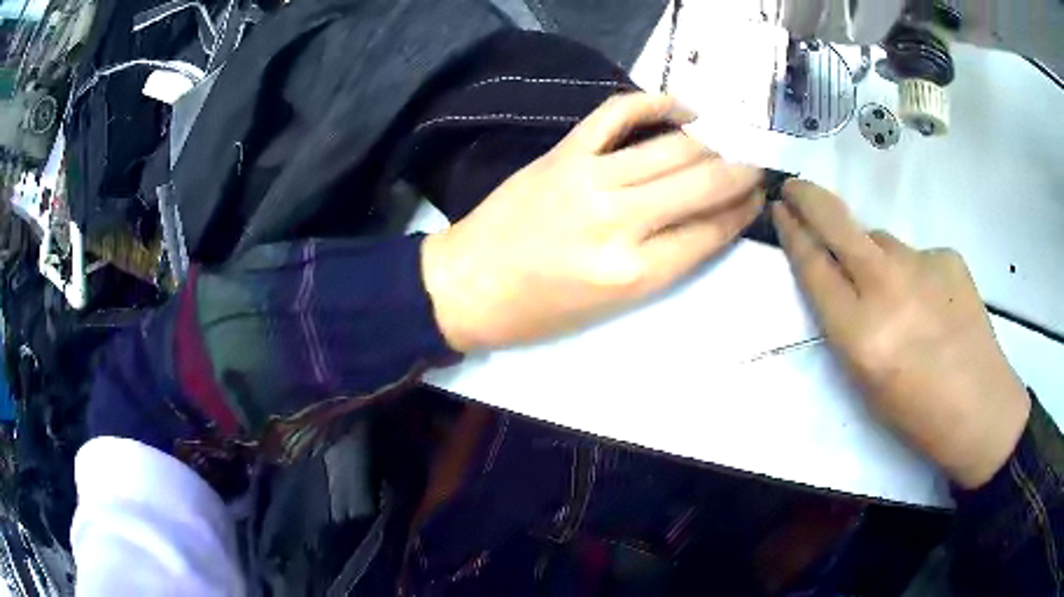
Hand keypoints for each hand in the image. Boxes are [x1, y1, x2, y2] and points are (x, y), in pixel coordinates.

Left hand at [422, 93, 763, 351]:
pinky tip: (683, 108)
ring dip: (712, 144)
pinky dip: (656, 103)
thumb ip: (662, 263)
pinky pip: (618, 114)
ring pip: (672, 148)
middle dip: (741, 174)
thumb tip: (705, 222)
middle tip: (756, 168)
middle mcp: (620, 221)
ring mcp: (590, 179)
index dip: (742, 212)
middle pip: (702, 184)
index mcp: (634, 273)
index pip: (710, 231)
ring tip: (728, 146)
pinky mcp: (563, 153)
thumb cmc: (536, 313)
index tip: (758, 200)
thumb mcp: (609, 308)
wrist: (466, 284)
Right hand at [772, 180, 1030, 488]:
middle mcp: (886, 288)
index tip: (781, 209)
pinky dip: (915, 272)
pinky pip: (917, 255)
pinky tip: (933, 303)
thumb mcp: (864, 381)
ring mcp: (921, 264)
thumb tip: (844, 278)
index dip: (793, 233)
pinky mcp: (948, 255)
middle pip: (838, 224)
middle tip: (794, 186)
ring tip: (898, 296)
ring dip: (874, 255)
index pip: (814, 266)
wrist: (979, 407)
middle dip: (808, 198)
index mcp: (860, 333)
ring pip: (881, 240)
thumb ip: (848, 322)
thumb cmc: (916, 412)